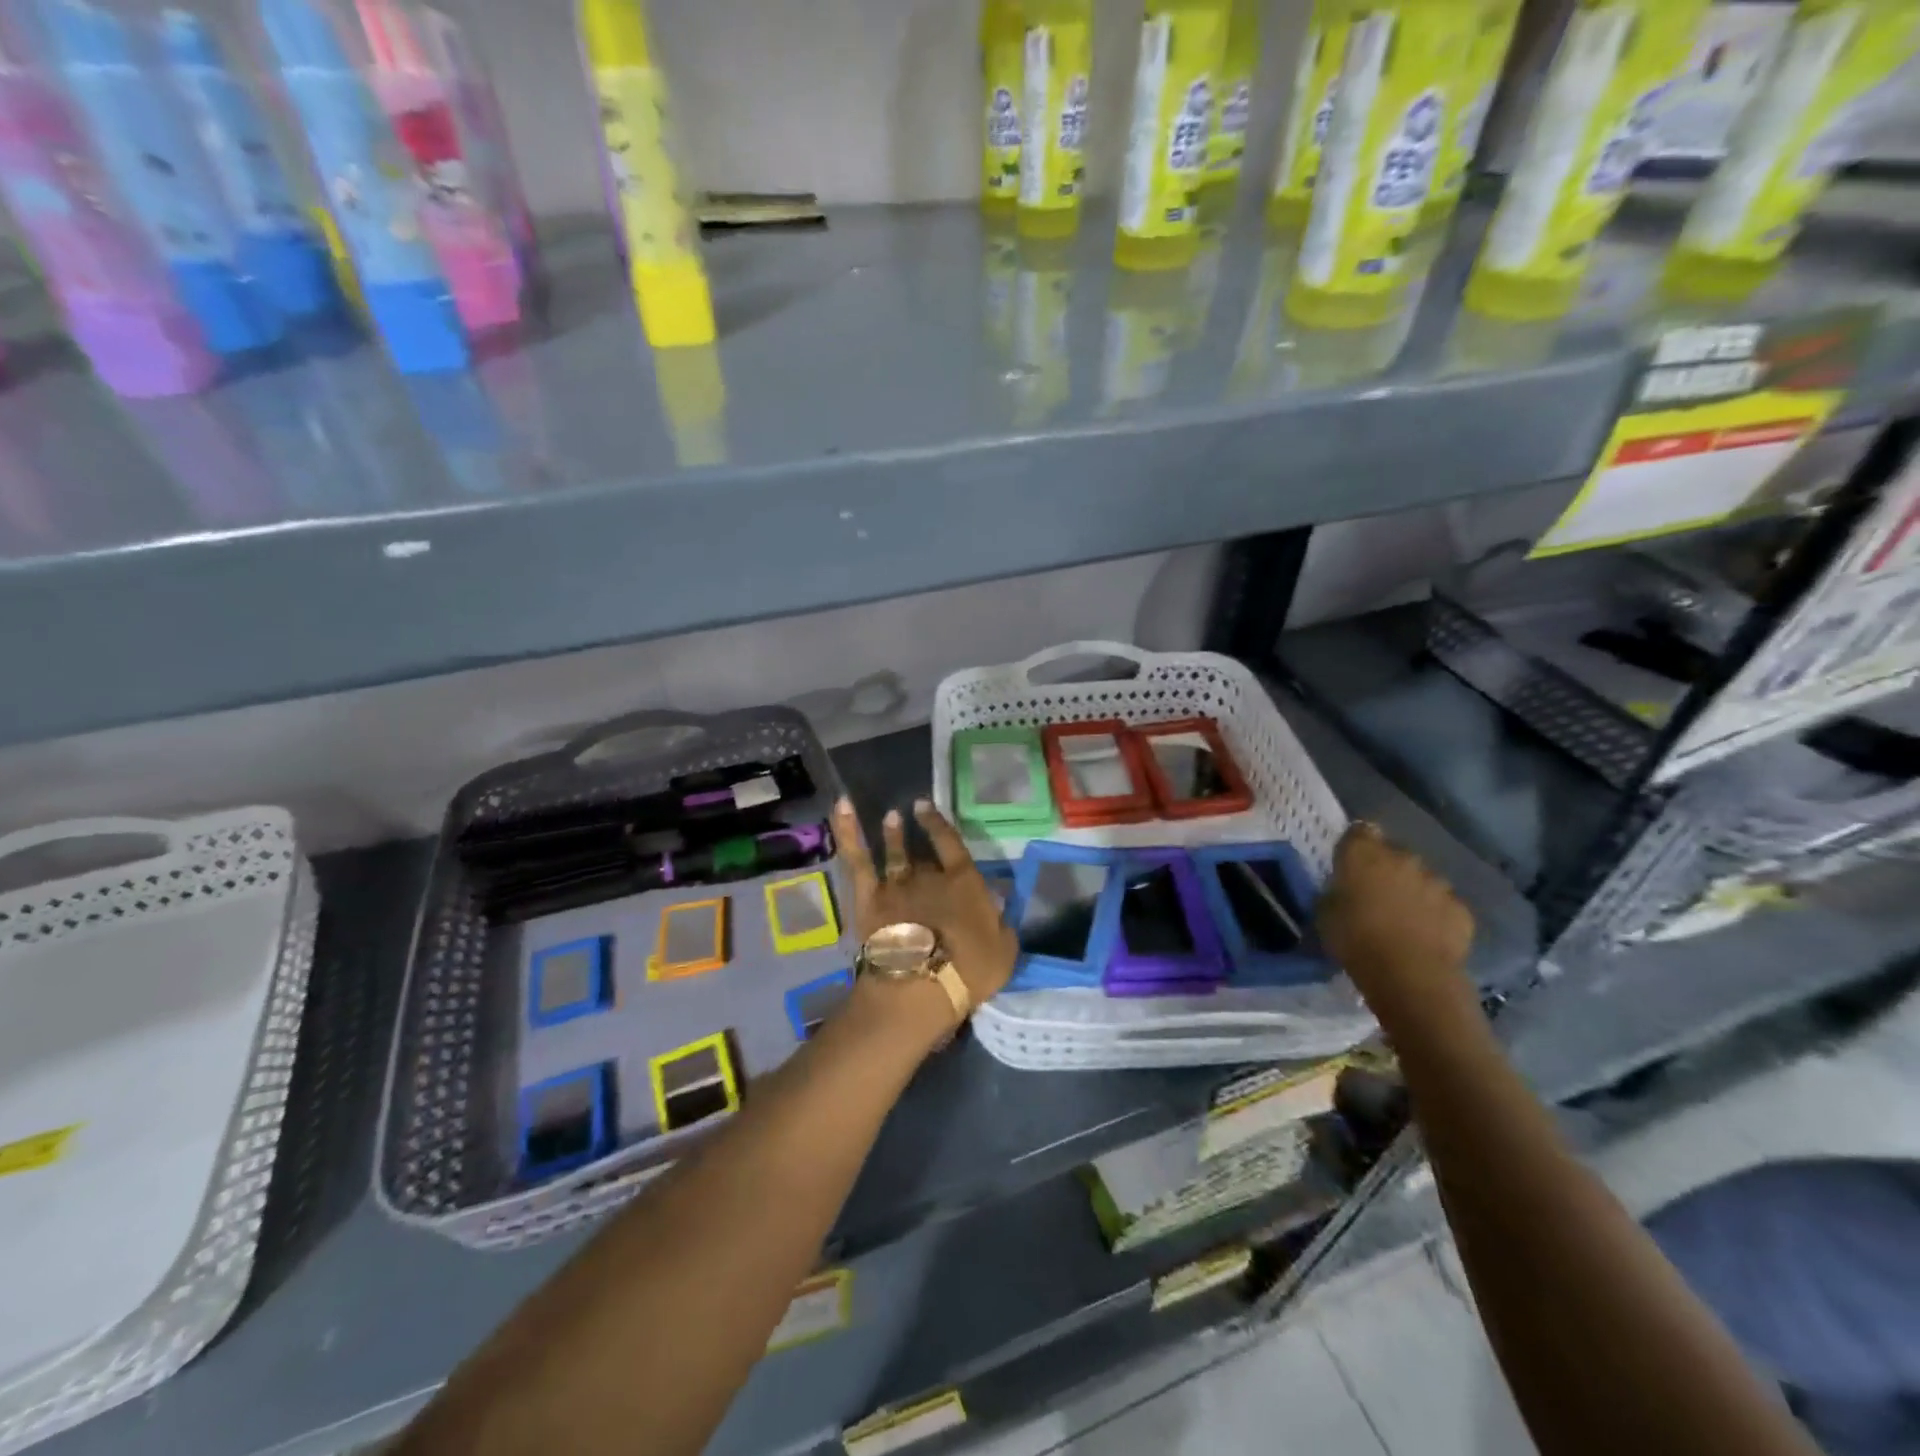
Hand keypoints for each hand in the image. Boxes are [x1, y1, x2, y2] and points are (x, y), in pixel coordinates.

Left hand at [833, 796, 1018, 1012]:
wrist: (920, 984)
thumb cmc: (969, 970)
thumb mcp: (1004, 950)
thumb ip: (1000, 924)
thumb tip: (995, 908)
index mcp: (965, 883)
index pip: (953, 845)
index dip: (940, 825)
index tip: (926, 807)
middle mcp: (929, 876)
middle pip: (923, 855)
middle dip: (917, 837)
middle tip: (909, 815)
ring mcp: (896, 885)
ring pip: (893, 853)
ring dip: (891, 835)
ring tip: (890, 817)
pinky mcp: (869, 898)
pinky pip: (857, 860)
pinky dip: (848, 832)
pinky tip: (842, 808)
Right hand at [1316, 822, 1474, 1024]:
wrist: (1409, 974)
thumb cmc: (1355, 939)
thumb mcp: (1325, 914)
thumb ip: (1335, 893)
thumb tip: (1342, 892)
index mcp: (1362, 854)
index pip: (1359, 831)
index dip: (1355, 845)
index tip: (1350, 863)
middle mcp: (1402, 858)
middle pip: (1393, 854)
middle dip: (1386, 869)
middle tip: (1376, 896)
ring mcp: (1437, 882)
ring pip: (1422, 879)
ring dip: (1413, 892)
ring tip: (1404, 920)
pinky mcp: (1461, 909)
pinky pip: (1444, 905)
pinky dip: (1436, 915)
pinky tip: (1427, 937)